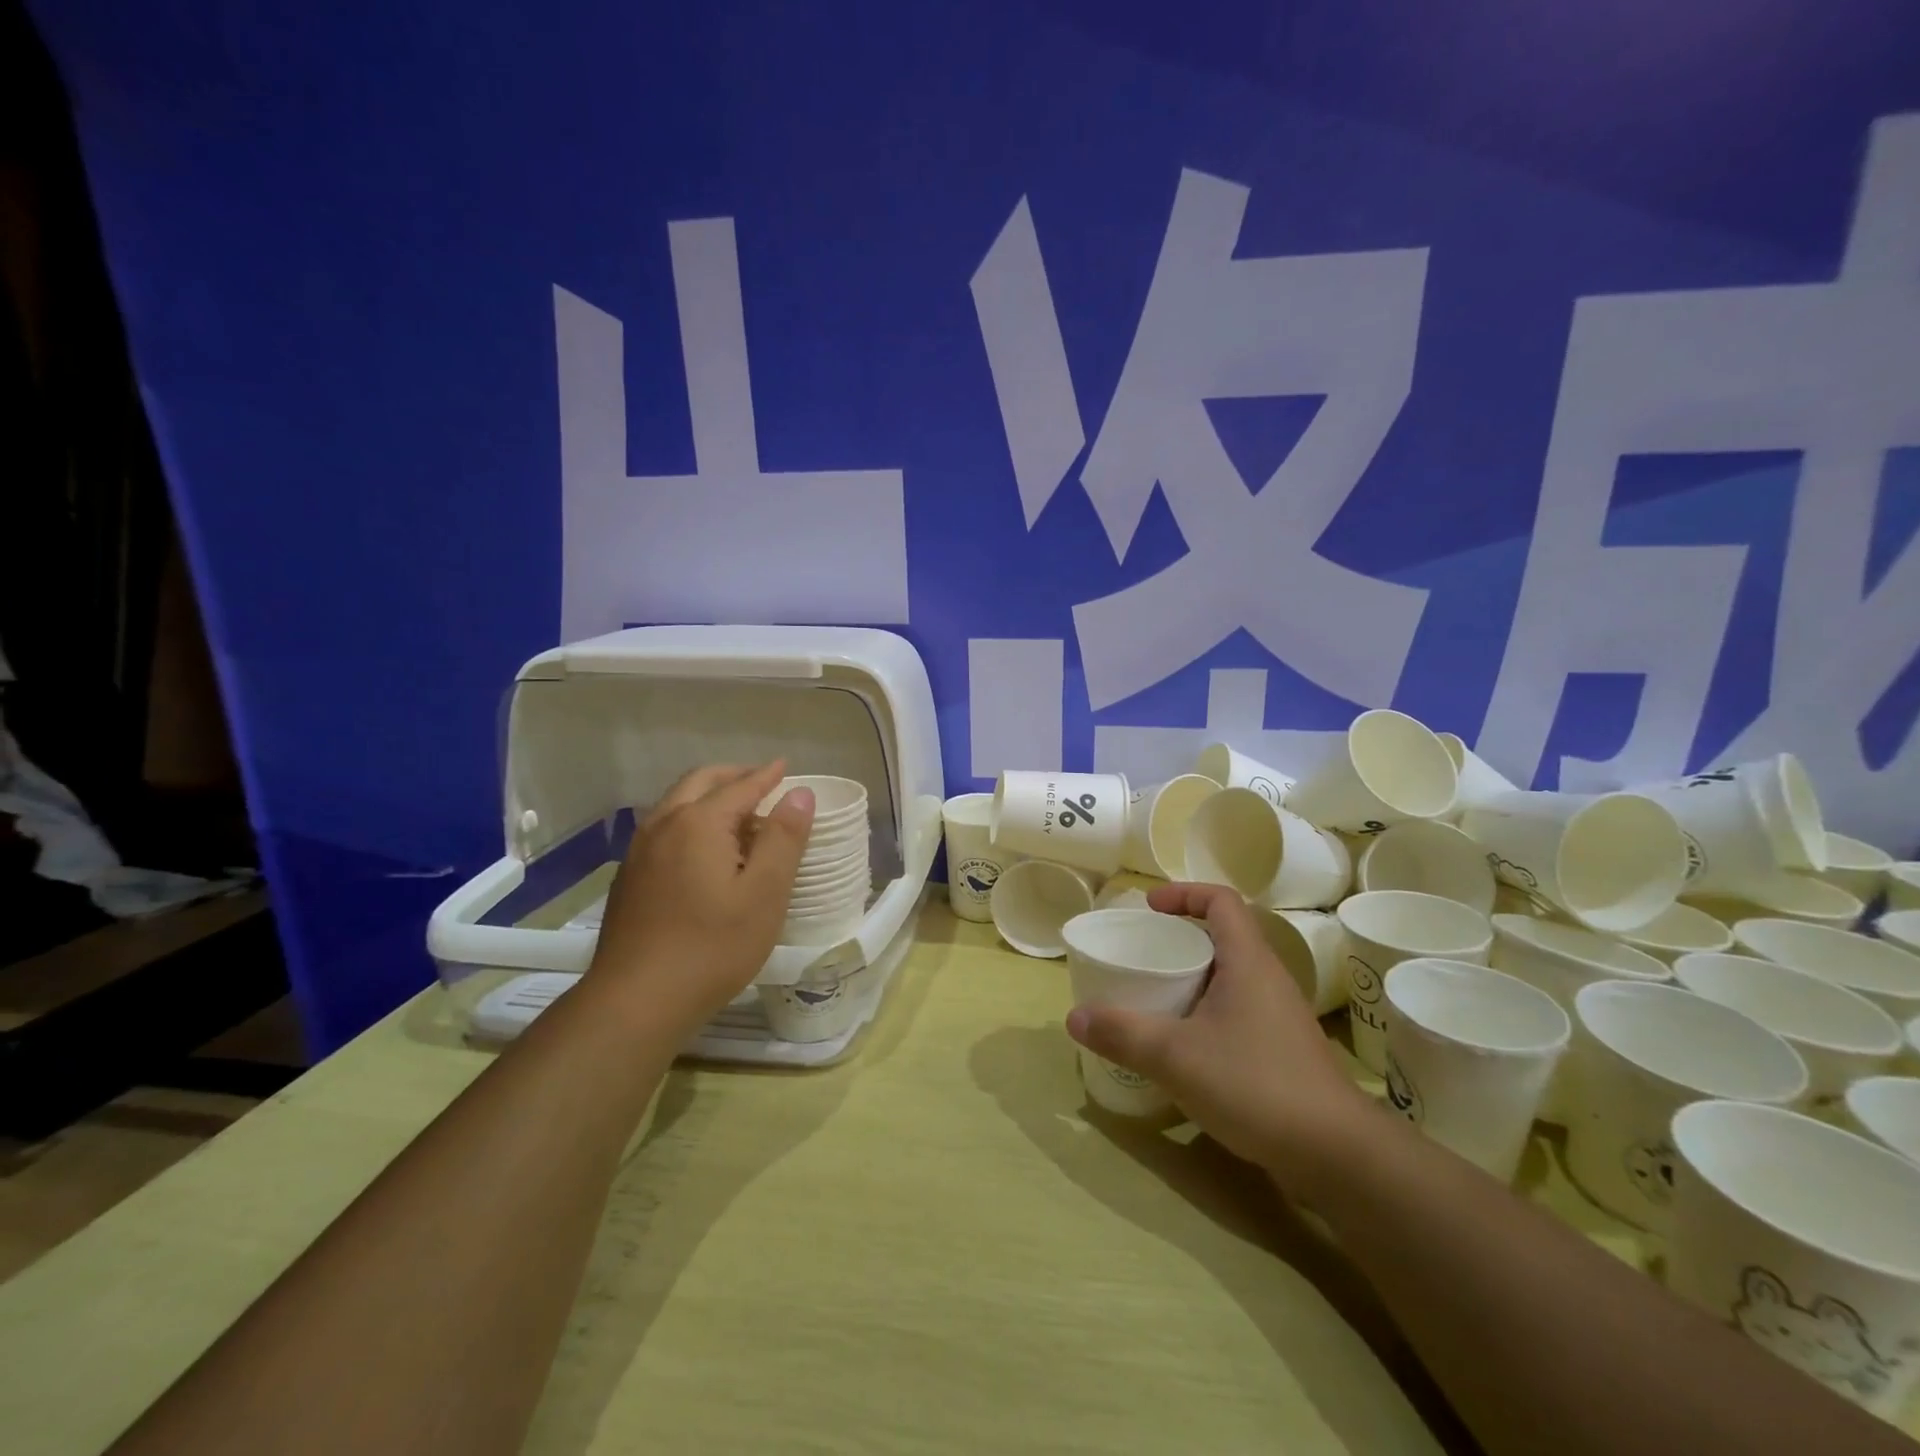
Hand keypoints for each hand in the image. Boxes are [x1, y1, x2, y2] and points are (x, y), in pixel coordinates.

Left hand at [589, 761, 814, 1031]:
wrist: (636, 1002)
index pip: (741, 786)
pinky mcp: (629, 877)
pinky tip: (704, 850)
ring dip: (710, 797)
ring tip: (739, 815)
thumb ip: (784, 838)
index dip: (767, 775)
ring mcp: (640, 850)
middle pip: (701, 782)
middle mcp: (663, 824)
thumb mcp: (765, 894)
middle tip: (763, 783)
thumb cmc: (712, 947)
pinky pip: (664, 828)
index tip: (786, 766)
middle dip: (734, 776)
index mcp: (699, 823)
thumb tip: (799, 794)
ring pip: (677, 804)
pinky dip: (691, 820)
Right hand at [1065, 883, 1370, 1189]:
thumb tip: (1073, 1018)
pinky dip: (1206, 1013)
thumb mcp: (1176, 1057)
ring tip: (1155, 999)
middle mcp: (1268, 979)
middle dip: (1180, 940)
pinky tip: (1185, 1047)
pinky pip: (1237, 1011)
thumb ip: (1123, 1033)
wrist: (1338, 1155)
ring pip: (1230, 978)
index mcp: (1248, 961)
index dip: (1184, 893)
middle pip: (1223, 937)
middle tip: (1142, 957)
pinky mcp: (1283, 1050)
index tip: (1149, 908)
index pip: (1221, 900)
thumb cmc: (1256, 1085)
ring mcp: (1280, 1016)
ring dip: (1193, 979)